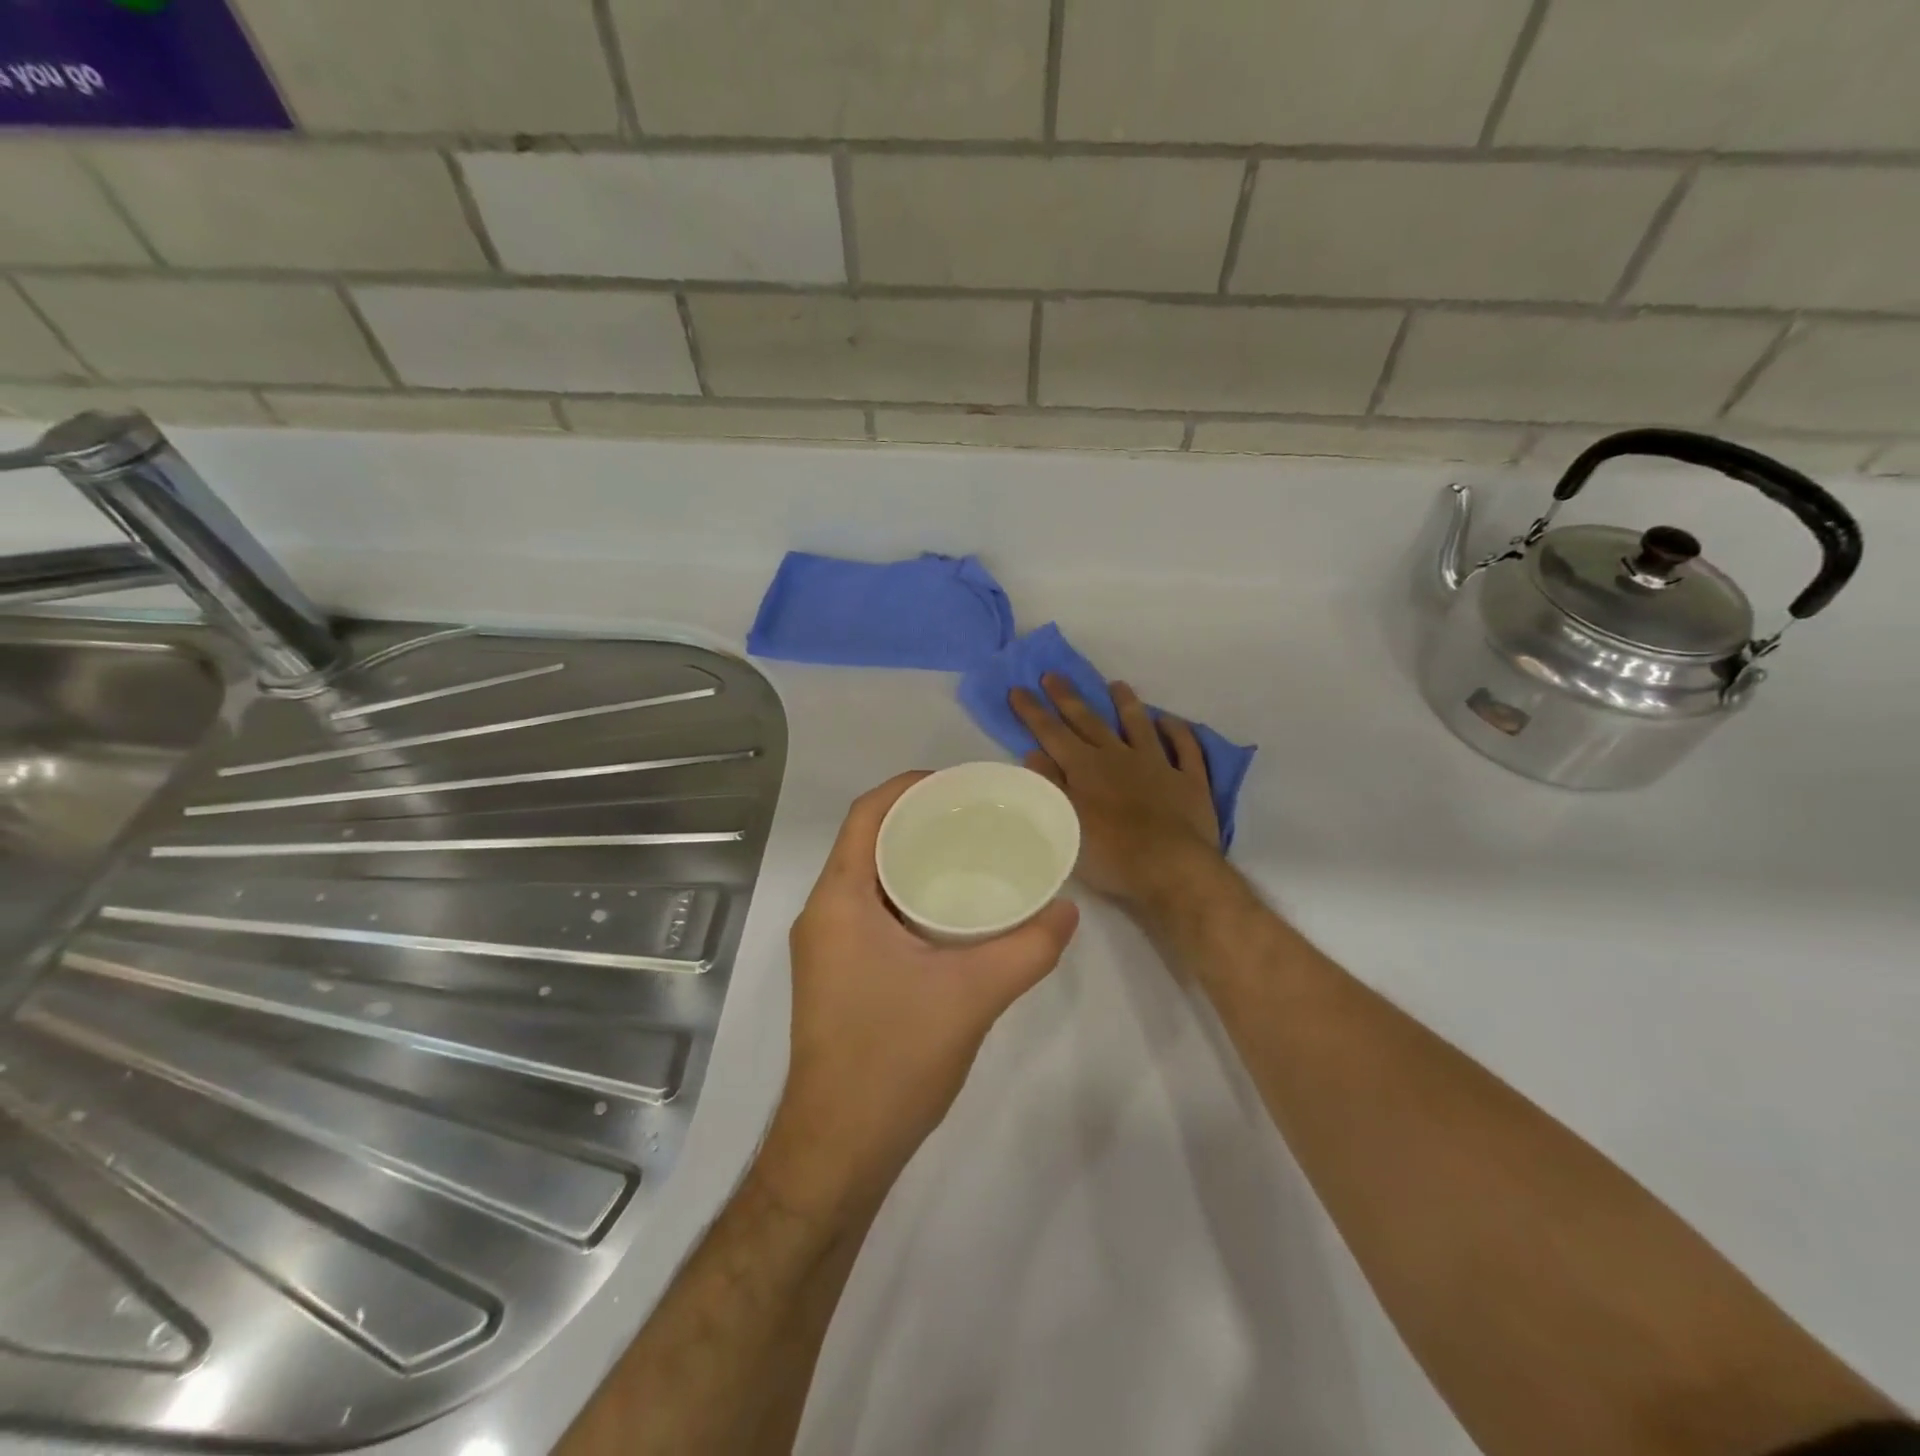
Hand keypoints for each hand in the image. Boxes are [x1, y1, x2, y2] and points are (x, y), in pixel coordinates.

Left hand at [754, 773, 1079, 1226]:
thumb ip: (1028, 948)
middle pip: (868, 841)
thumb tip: (1068, 911)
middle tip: (976, 818)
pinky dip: (906, 895)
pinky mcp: (836, 974)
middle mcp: (823, 913)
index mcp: (839, 900)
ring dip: (912, 860)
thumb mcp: (973, 995)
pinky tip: (949, 912)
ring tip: (969, 855)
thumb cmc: (893, 1059)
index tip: (958, 784)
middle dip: (918, 821)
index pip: (867, 815)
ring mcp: (825, 947)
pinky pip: (870, 911)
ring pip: (869, 879)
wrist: (839, 1149)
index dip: (908, 787)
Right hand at [1011, 675, 1223, 908]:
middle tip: (1053, 674)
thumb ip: (1050, 785)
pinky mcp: (1189, 781)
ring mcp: (1157, 765)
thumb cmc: (1110, 853)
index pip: (1052, 733)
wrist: (1172, 868)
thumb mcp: (1065, 821)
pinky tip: (1170, 721)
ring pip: (1139, 725)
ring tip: (1116, 684)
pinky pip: (1185, 748)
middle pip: (1089, 721)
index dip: (1033, 711)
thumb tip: (1035, 752)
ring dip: (1126, 704)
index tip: (1018, 688)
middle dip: (1068, 698)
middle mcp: (1119, 757)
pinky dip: (1177, 732)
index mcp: (1085, 767)